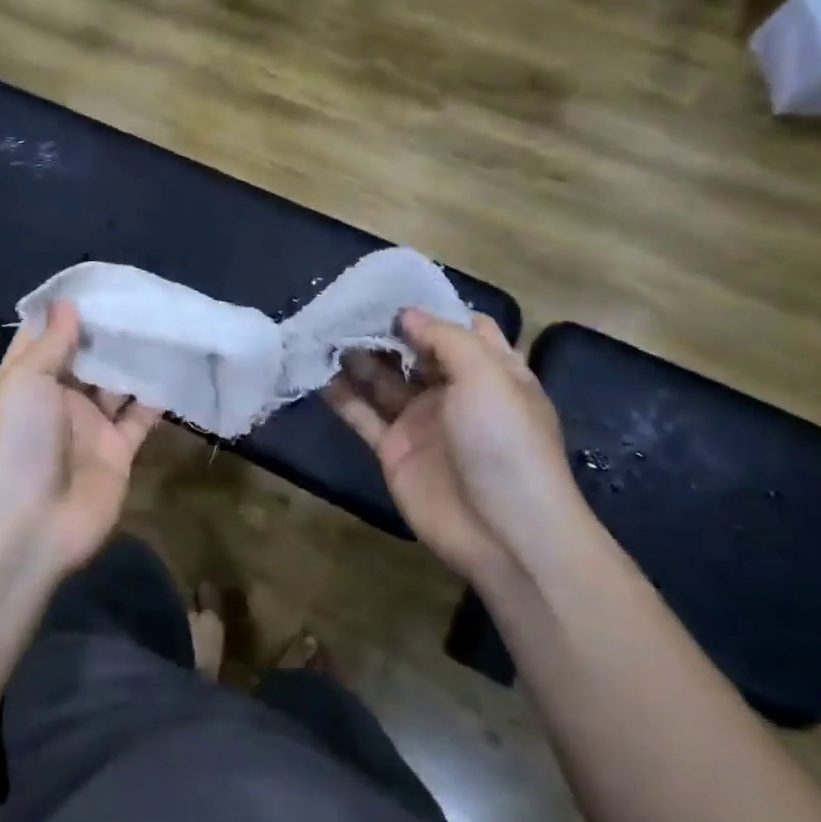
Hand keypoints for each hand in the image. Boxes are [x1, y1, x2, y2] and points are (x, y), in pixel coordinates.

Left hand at [0, 301, 161, 579]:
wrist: (28, 527)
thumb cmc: (16, 443)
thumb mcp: (24, 382)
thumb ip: (51, 343)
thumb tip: (67, 302)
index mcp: (26, 381)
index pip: (46, 337)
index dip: (68, 312)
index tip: (99, 284)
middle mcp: (57, 401)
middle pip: (86, 359)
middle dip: (109, 333)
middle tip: (144, 300)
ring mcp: (88, 428)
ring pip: (116, 385)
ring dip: (135, 361)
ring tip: (164, 325)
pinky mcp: (117, 452)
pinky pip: (139, 418)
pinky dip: (156, 398)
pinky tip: (176, 368)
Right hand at [326, 309, 586, 582]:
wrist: (504, 534)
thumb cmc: (505, 443)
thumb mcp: (486, 376)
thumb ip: (444, 338)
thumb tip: (405, 314)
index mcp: (490, 371)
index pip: (459, 328)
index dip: (428, 308)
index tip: (389, 288)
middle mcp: (455, 391)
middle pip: (413, 350)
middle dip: (383, 328)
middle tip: (343, 305)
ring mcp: (422, 421)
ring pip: (382, 379)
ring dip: (356, 356)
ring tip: (322, 330)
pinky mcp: (394, 449)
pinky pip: (362, 414)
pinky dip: (339, 394)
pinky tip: (315, 372)